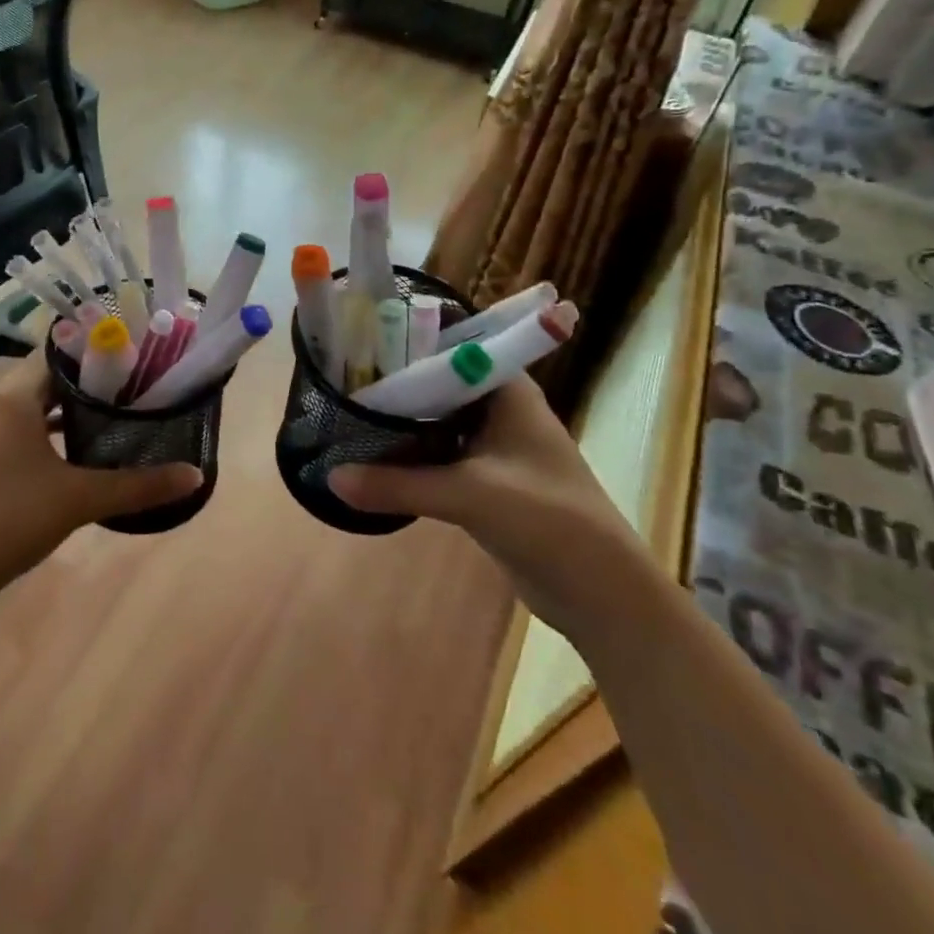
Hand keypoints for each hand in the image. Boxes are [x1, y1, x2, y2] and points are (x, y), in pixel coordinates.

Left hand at [0, 352, 201, 620]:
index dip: (97, 349)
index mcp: (12, 397)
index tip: (135, 354)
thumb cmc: (12, 520)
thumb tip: (195, 475)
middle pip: (48, 375)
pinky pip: (20, 422)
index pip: (58, 351)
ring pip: (33, 400)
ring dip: (69, 403)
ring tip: (114, 408)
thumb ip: (139, 485)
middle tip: (135, 381)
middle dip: (90, 378)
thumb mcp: (81, 499)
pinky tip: (78, 442)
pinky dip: (48, 425)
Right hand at [328, 368, 645, 637]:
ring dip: (398, 421)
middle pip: (435, 383)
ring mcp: (492, 446)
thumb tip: (330, 476)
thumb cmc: (548, 520)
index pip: (450, 344)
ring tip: (344, 411)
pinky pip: (437, 455)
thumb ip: (398, 484)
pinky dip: (409, 454)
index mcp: (506, 389)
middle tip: (339, 378)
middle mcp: (498, 408)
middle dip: (393, 383)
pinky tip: (371, 455)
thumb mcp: (469, 495)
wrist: (602, 595)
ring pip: (434, 421)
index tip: (358, 339)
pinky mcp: (484, 480)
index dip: (406, 338)